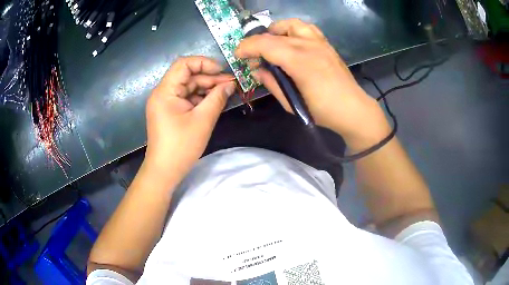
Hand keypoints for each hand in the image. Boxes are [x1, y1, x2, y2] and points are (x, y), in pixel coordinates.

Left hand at [144, 56, 235, 181]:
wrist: (165, 171)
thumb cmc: (181, 146)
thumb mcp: (203, 120)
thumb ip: (217, 98)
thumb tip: (230, 84)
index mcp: (165, 91)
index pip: (183, 64)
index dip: (203, 62)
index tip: (221, 71)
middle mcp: (163, 93)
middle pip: (187, 76)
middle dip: (209, 78)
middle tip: (231, 84)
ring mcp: (165, 103)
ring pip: (188, 87)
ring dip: (207, 88)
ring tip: (227, 92)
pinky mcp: (169, 111)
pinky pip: (186, 98)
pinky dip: (200, 98)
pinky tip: (215, 101)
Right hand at [235, 19, 390, 145]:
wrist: (353, 109)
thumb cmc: (323, 111)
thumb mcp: (292, 103)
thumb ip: (272, 83)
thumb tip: (258, 70)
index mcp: (300, 62)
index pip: (266, 44)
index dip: (247, 47)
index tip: (238, 55)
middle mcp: (309, 46)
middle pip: (274, 34)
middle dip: (256, 42)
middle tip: (252, 56)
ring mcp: (319, 42)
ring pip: (291, 24)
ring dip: (276, 30)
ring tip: (271, 43)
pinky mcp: (326, 44)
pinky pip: (306, 28)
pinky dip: (293, 30)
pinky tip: (291, 41)